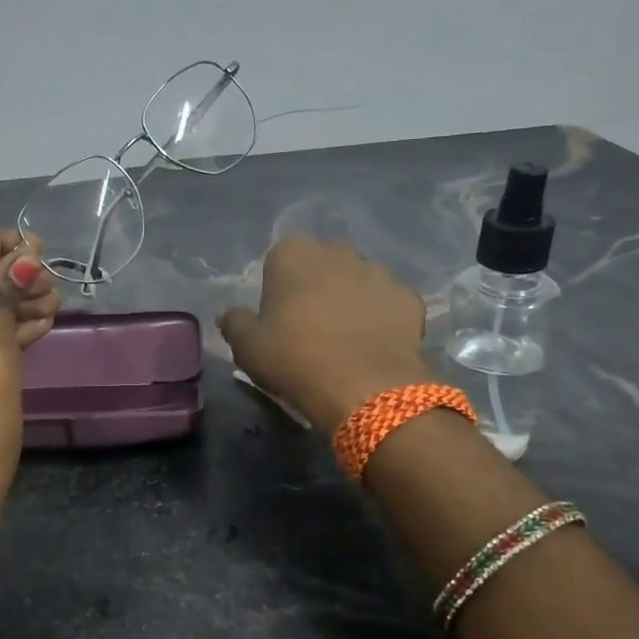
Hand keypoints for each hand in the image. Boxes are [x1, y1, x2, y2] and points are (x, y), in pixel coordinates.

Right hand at [218, 236, 431, 430]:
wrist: (363, 387)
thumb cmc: (294, 359)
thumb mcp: (248, 347)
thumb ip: (235, 324)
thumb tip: (229, 315)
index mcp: (294, 253)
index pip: (280, 259)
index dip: (280, 287)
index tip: (279, 317)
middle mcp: (338, 251)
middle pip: (323, 265)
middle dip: (318, 286)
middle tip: (311, 326)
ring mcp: (379, 272)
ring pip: (359, 281)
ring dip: (351, 300)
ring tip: (347, 339)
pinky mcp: (409, 298)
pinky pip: (388, 304)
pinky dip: (382, 318)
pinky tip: (374, 345)